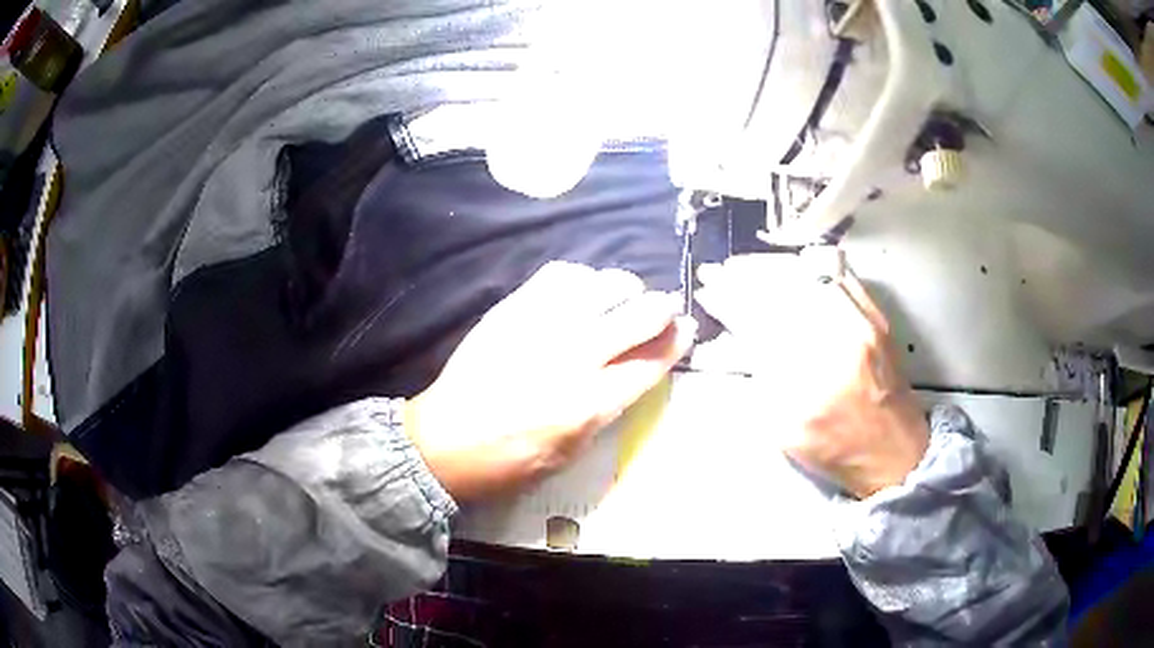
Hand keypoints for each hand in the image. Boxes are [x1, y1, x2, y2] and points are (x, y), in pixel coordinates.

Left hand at [407, 261, 696, 501]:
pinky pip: (561, 275)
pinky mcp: (512, 309)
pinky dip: (582, 279)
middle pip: (639, 314)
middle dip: (662, 309)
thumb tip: (637, 370)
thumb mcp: (571, 453)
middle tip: (661, 312)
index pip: (652, 360)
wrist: (445, 441)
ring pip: (604, 284)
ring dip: (625, 289)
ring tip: (622, 299)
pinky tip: (582, 292)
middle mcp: (572, 356)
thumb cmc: (511, 462)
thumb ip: (608, 408)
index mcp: (589, 403)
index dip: (677, 341)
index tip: (686, 329)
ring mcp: (541, 326)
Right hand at [695, 249, 928, 498]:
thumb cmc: (836, 449)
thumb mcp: (784, 431)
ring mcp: (863, 325)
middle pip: (784, 294)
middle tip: (720, 269)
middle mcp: (839, 347)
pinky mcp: (876, 317)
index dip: (730, 302)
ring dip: (772, 267)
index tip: (708, 289)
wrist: (895, 450)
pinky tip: (789, 265)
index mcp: (809, 387)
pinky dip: (809, 267)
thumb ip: (762, 380)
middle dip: (745, 276)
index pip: (760, 326)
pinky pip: (840, 277)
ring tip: (747, 264)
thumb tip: (741, 334)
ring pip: (810, 278)